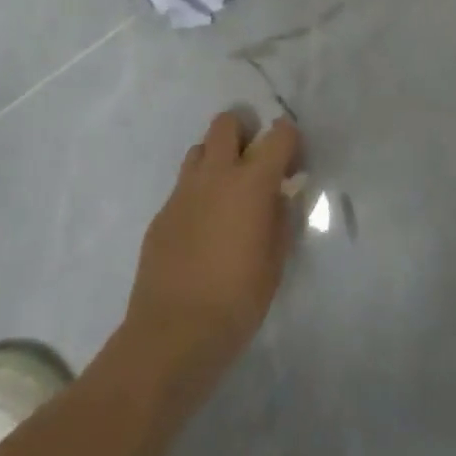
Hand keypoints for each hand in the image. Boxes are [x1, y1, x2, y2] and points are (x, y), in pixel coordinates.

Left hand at [124, 111, 301, 402]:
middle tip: (255, 164)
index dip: (290, 141)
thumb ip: (280, 217)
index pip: (278, 135)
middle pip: (227, 123)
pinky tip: (204, 227)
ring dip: (218, 159)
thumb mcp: (276, 260)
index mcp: (252, 183)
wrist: (173, 333)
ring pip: (200, 149)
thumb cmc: (238, 299)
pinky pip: (183, 186)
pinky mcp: (161, 213)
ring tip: (228, 193)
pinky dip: (199, 192)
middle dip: (245, 132)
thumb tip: (279, 195)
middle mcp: (215, 175)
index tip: (293, 164)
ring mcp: (183, 192)